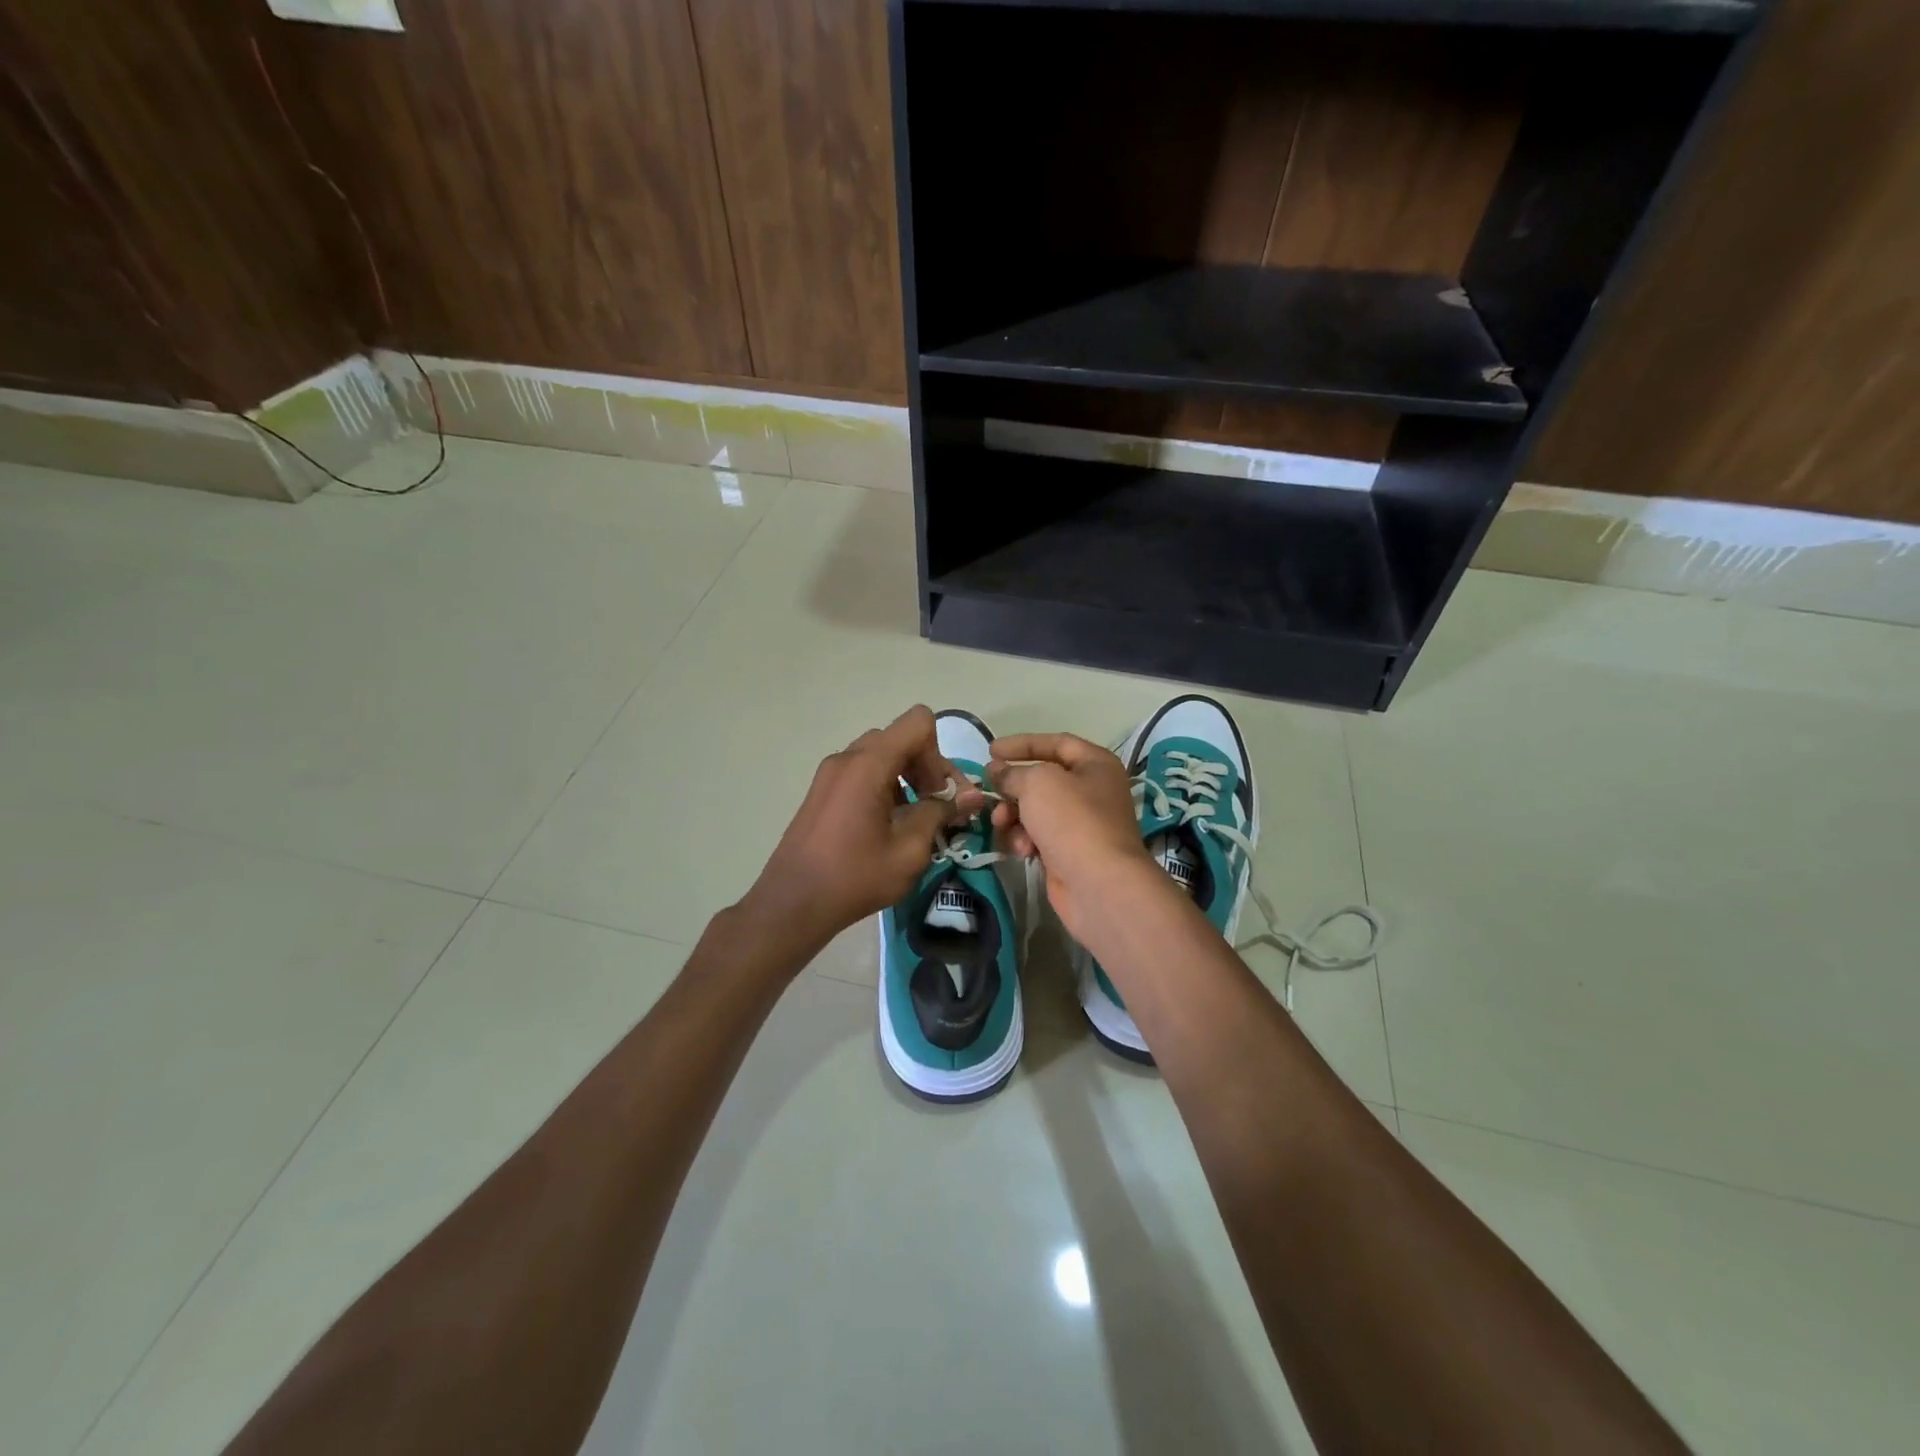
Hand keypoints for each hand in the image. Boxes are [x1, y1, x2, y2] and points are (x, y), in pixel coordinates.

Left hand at [741, 706, 985, 953]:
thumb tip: (971, 797)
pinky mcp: (822, 790)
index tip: (938, 794)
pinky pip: (863, 772)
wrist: (792, 903)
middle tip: (936, 808)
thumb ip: (941, 814)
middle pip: (900, 739)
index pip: (918, 722)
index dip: (938, 753)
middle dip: (926, 767)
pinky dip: (885, 786)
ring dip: (906, 778)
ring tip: (914, 820)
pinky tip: (888, 826)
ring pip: (882, 755)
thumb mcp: (909, 850)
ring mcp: (830, 773)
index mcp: (868, 764)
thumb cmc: (855, 877)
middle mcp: (847, 758)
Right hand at [987, 733, 1156, 942]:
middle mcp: (1092, 791)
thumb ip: (1012, 772)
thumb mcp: (1037, 783)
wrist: (1098, 884)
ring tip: (1002, 825)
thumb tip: (997, 771)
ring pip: (1036, 811)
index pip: (1056, 743)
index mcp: (1095, 764)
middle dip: (1012, 788)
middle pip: (1042, 780)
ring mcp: (1082, 825)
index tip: (990, 751)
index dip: (1021, 744)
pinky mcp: (1069, 853)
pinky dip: (1025, 840)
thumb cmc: (1072, 820)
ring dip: (1014, 816)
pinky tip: (1021, 850)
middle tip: (990, 794)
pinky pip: (1038, 837)